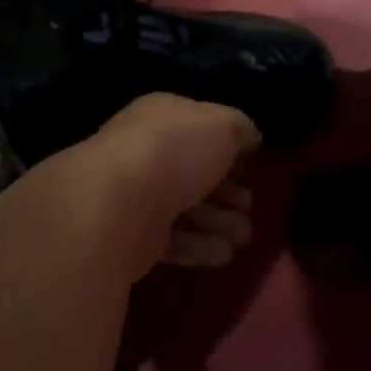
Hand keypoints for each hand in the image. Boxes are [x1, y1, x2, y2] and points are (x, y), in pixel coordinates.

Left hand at [64, 95, 260, 280]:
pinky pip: (172, 239)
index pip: (198, 127)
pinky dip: (200, 246)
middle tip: (250, 205)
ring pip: (184, 207)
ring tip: (245, 236)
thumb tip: (250, 138)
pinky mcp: (130, 236)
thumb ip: (241, 129)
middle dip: (226, 190)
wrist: (117, 205)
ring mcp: (134, 195)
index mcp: (161, 116)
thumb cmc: (174, 151)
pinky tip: (226, 254)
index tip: (253, 166)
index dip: (228, 145)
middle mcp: (144, 151)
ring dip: (218, 221)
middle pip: (192, 170)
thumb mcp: (223, 125)